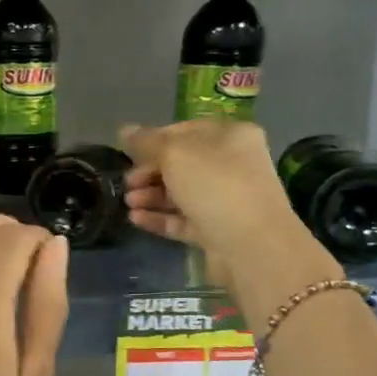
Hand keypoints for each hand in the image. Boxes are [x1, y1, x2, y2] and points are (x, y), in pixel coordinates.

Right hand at [120, 120, 333, 293]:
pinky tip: (135, 218)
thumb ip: (147, 142)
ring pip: (181, 193)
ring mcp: (226, 200)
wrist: (251, 245)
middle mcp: (232, 165)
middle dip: (150, 172)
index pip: (185, 130)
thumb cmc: (215, 185)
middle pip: (182, 164)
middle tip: (127, 183)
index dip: (154, 139)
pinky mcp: (217, 230)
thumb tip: (124, 130)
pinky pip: (183, 220)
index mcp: (231, 136)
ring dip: (151, 196)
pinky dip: (159, 218)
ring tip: (128, 202)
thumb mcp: (176, 154)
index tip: (128, 152)